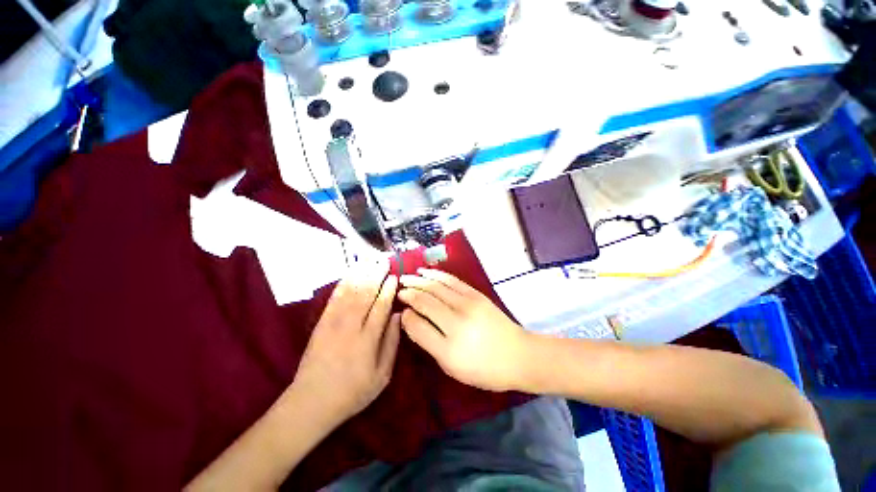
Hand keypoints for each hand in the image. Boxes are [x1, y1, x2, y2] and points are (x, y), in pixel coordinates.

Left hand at [291, 261, 400, 424]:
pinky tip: (351, 272)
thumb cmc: (353, 391)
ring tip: (371, 260)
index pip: (381, 306)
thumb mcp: (382, 375)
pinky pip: (335, 297)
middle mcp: (351, 326)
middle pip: (366, 293)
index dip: (388, 290)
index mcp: (368, 339)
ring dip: (362, 273)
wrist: (312, 401)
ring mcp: (333, 322)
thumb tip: (398, 316)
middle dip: (376, 275)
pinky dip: (344, 282)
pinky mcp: (322, 322)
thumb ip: (392, 343)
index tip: (394, 277)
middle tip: (384, 261)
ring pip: (350, 291)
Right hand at [398, 269, 530, 391]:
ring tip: (407, 277)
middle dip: (409, 292)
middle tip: (398, 288)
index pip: (417, 324)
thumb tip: (410, 319)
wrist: (519, 355)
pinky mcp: (476, 294)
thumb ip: (429, 342)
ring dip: (419, 280)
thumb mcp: (452, 366)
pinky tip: (426, 272)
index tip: (400, 310)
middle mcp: (456, 322)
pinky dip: (436, 274)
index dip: (406, 315)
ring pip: (436, 287)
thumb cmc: (484, 368)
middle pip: (426, 300)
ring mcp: (468, 304)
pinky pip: (451, 280)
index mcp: (448, 347)